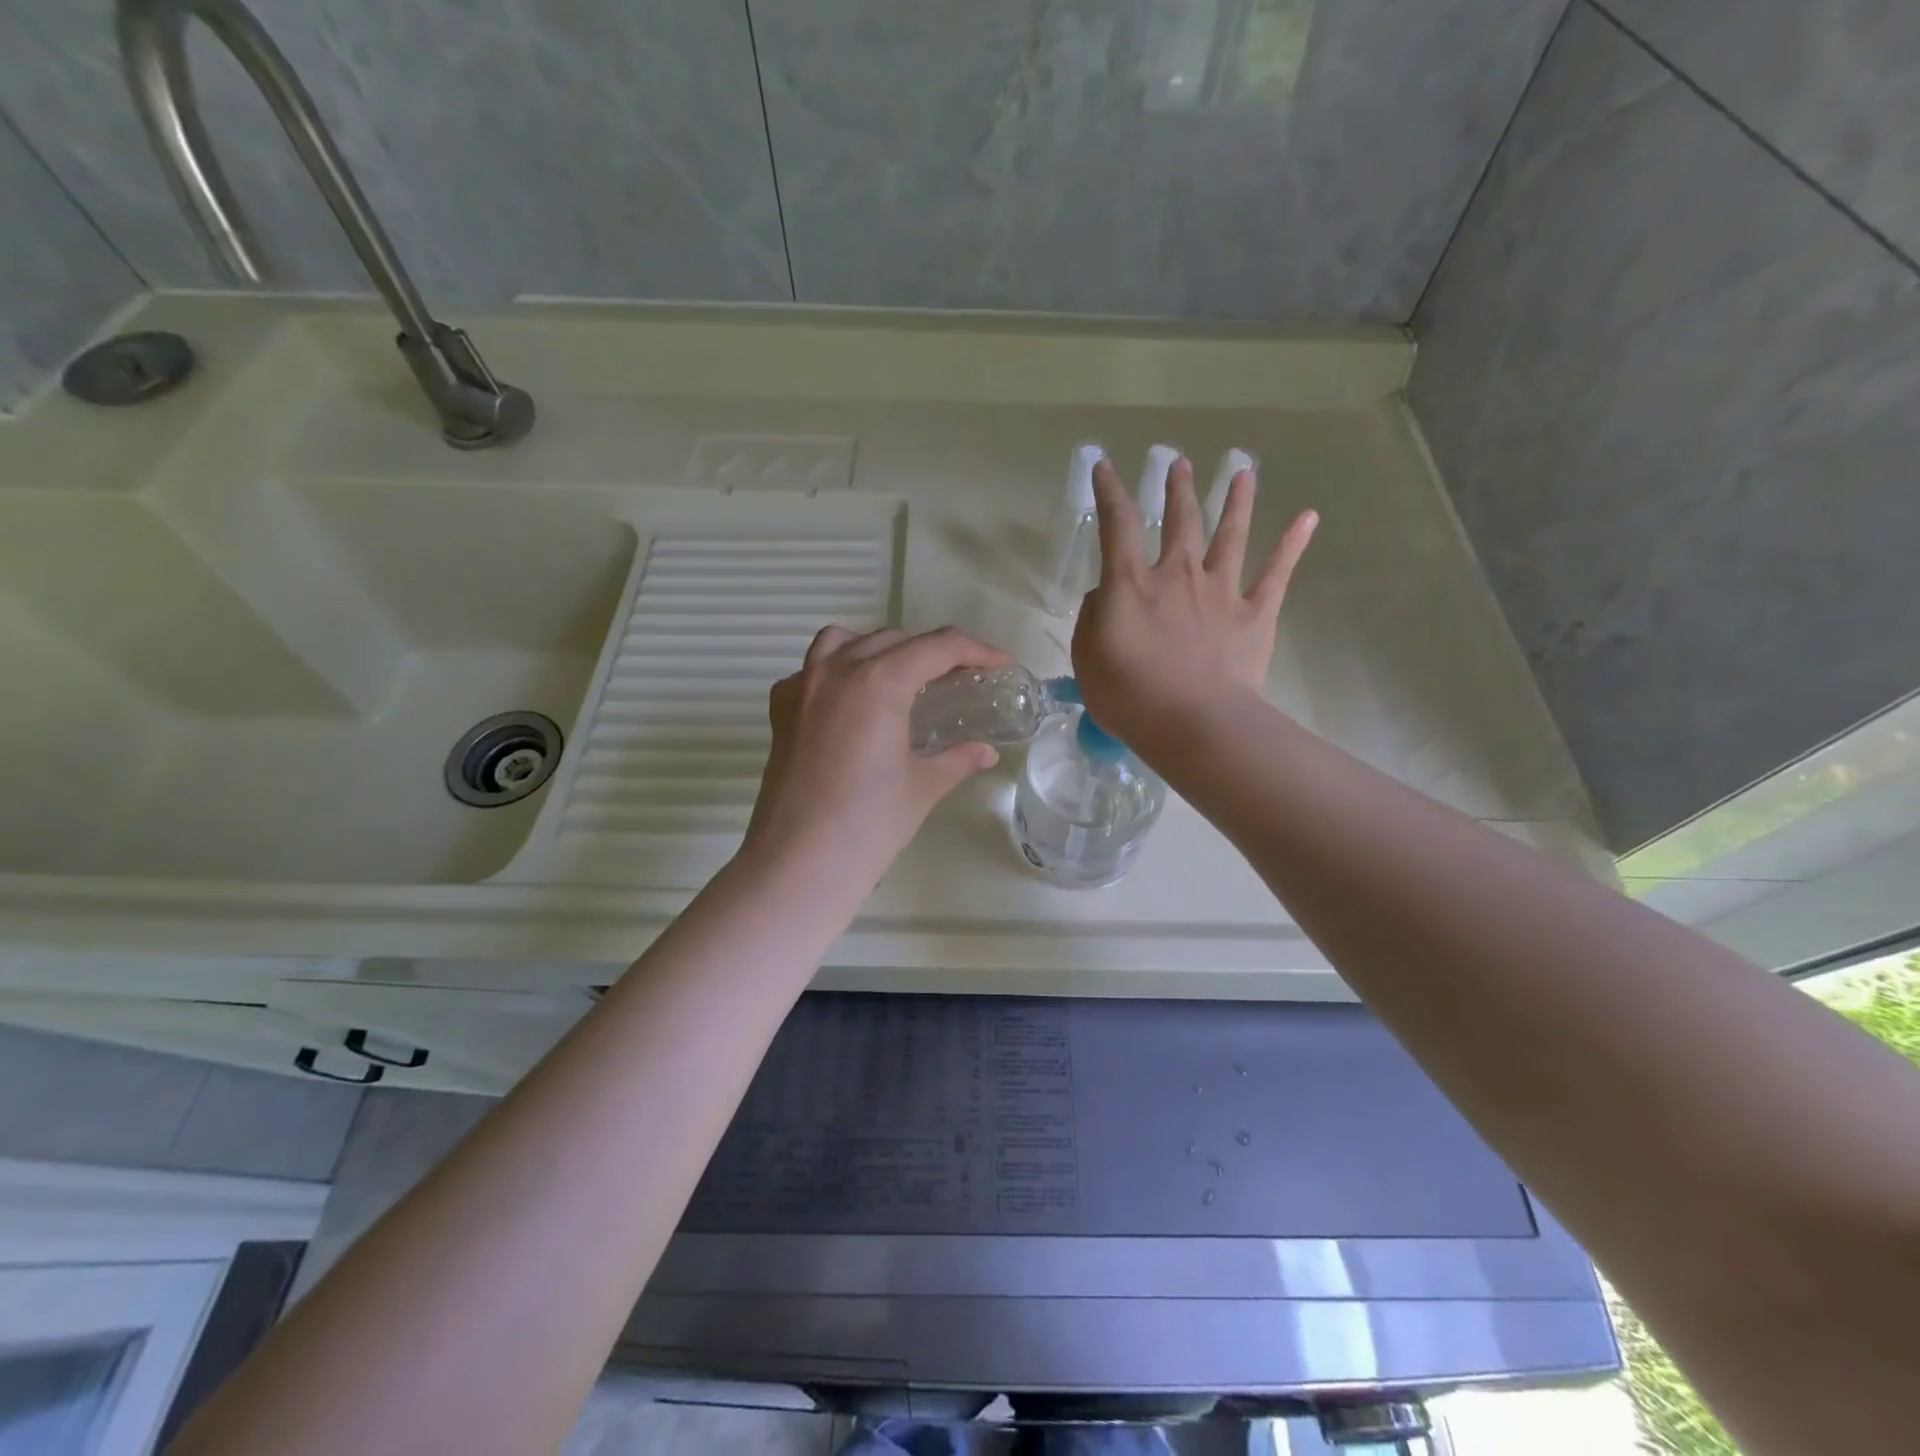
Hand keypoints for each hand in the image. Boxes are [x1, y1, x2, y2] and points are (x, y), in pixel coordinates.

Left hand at [742, 626, 1009, 889]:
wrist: (800, 863)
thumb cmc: (869, 824)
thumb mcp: (922, 787)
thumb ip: (957, 759)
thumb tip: (985, 753)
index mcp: (878, 682)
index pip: (937, 647)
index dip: (976, 650)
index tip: (1000, 664)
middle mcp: (836, 671)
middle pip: (893, 640)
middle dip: (931, 652)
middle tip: (957, 680)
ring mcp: (801, 688)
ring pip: (843, 641)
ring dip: (878, 649)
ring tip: (900, 678)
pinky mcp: (781, 712)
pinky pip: (810, 670)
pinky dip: (836, 671)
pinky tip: (852, 704)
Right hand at [1072, 455, 1315, 749]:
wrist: (1193, 723)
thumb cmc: (1129, 695)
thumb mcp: (1087, 657)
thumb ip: (1091, 618)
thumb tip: (1103, 595)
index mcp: (1131, 584)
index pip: (1117, 524)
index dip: (1109, 492)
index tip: (1105, 466)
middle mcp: (1178, 574)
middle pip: (1180, 520)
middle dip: (1178, 488)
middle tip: (1179, 463)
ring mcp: (1221, 591)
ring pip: (1231, 534)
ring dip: (1237, 500)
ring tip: (1243, 471)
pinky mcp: (1255, 614)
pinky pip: (1277, 573)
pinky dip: (1293, 544)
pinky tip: (1309, 517)